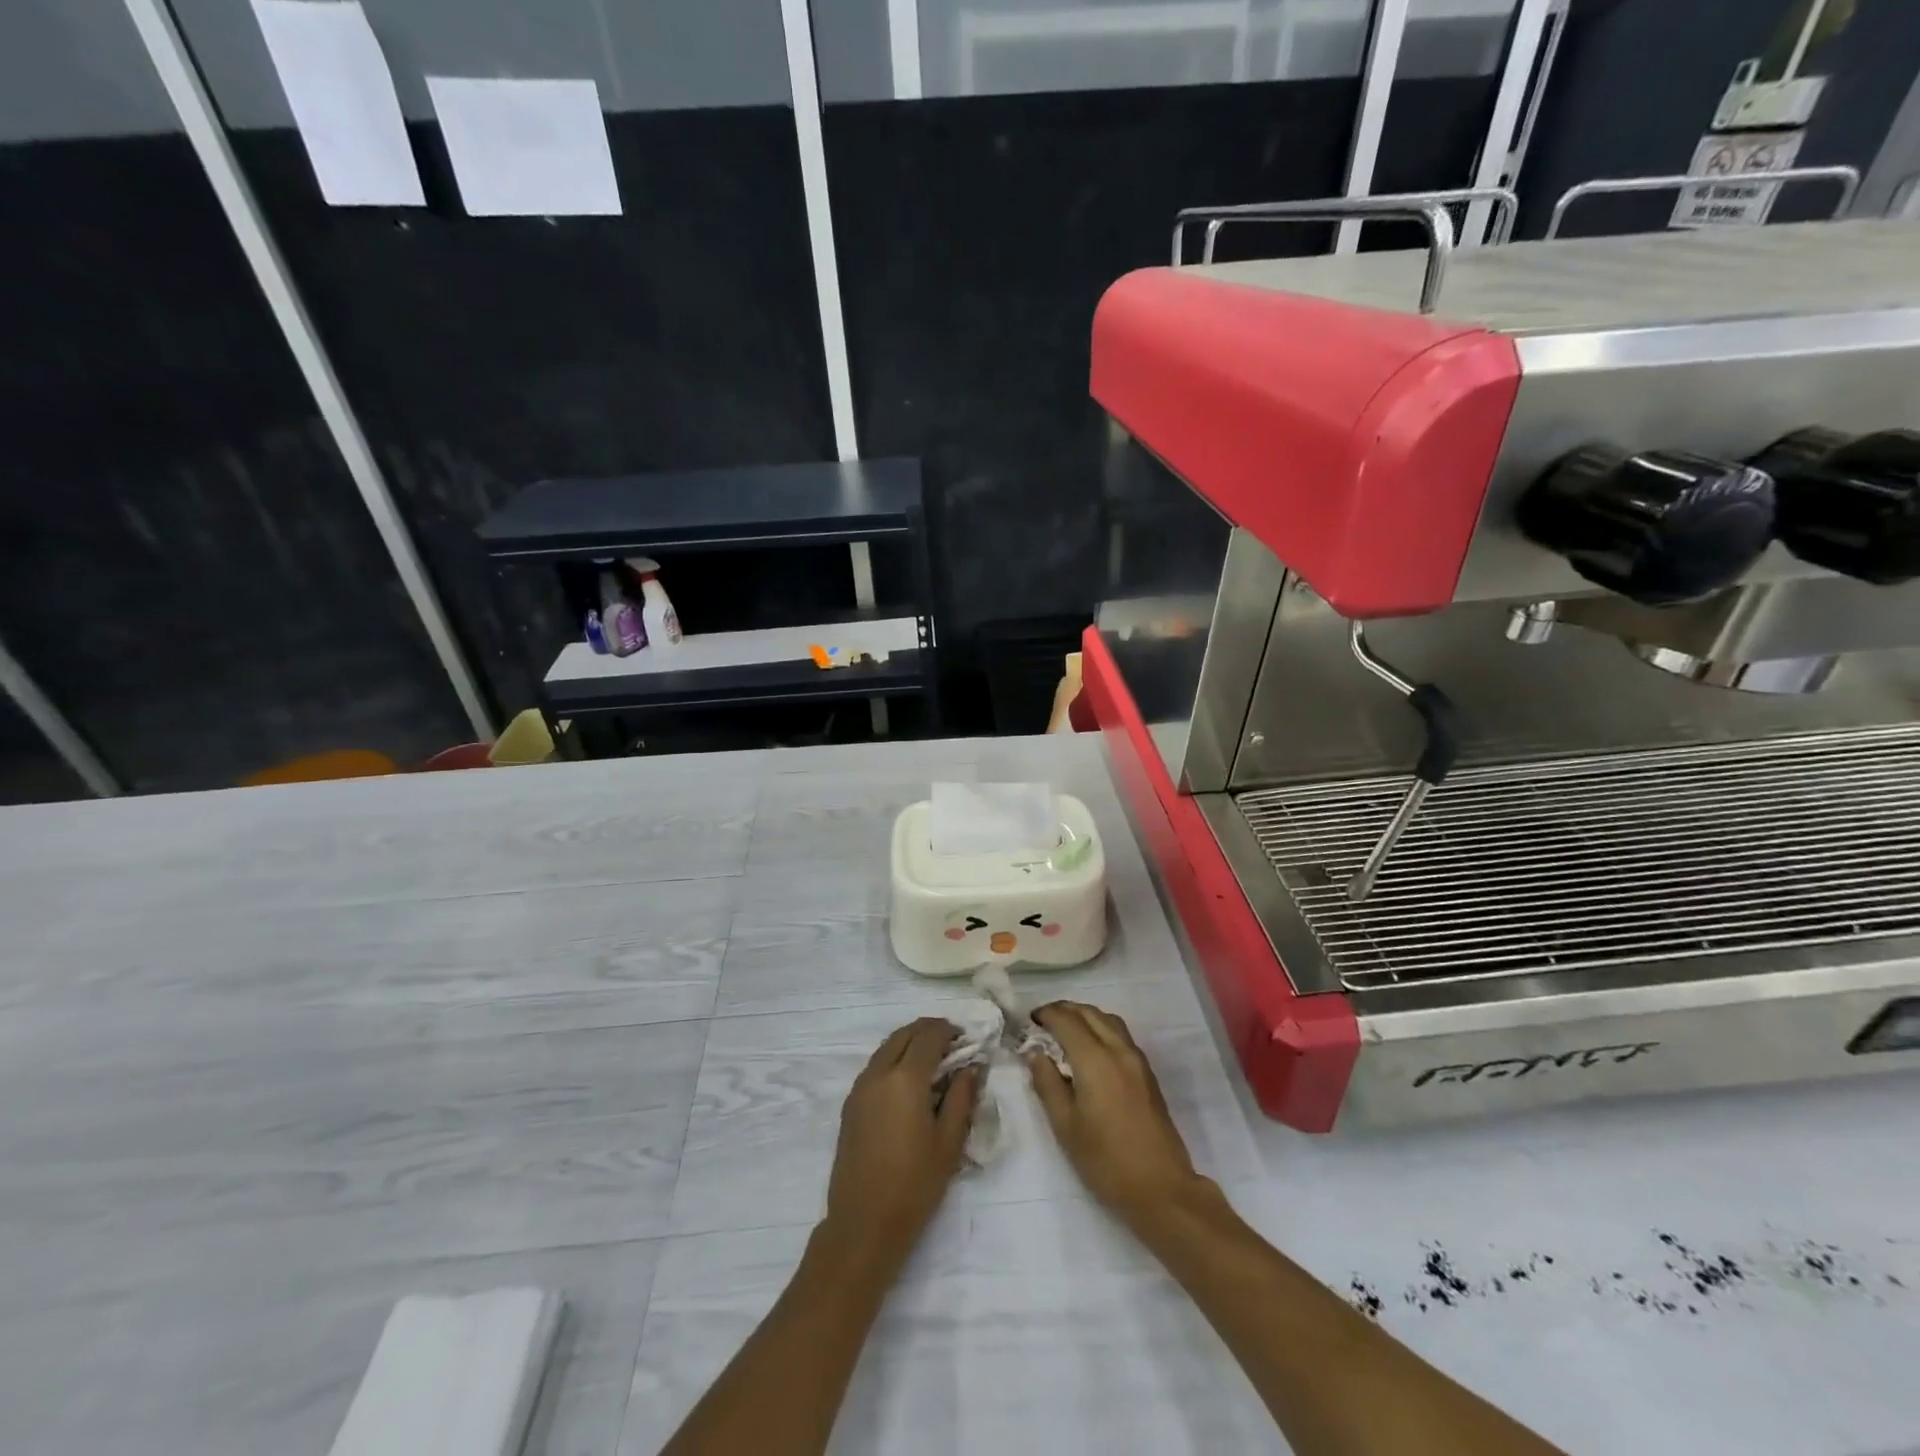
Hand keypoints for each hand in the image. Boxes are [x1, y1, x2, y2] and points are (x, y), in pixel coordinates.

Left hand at [823, 1018, 980, 1267]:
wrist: (864, 1223)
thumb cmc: (915, 1184)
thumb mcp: (949, 1142)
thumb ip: (961, 1097)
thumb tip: (971, 1066)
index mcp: (906, 1078)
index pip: (928, 1036)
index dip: (948, 1030)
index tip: (965, 1038)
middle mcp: (879, 1073)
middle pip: (904, 1034)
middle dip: (928, 1030)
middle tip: (951, 1042)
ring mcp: (860, 1087)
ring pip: (886, 1047)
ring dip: (909, 1043)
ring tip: (932, 1059)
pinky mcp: (850, 1104)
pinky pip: (875, 1065)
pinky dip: (894, 1058)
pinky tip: (908, 1081)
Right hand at [1026, 1001, 1207, 1227]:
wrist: (1161, 1188)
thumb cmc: (1106, 1160)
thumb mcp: (1066, 1126)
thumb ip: (1047, 1083)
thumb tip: (1035, 1053)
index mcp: (1095, 1060)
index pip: (1066, 1020)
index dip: (1046, 1014)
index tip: (1029, 1020)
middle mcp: (1118, 1050)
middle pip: (1089, 1013)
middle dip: (1064, 1010)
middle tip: (1043, 1021)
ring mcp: (1137, 1059)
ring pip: (1108, 1020)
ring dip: (1085, 1016)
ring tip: (1066, 1030)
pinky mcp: (1147, 1072)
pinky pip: (1120, 1034)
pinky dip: (1101, 1028)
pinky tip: (1091, 1048)